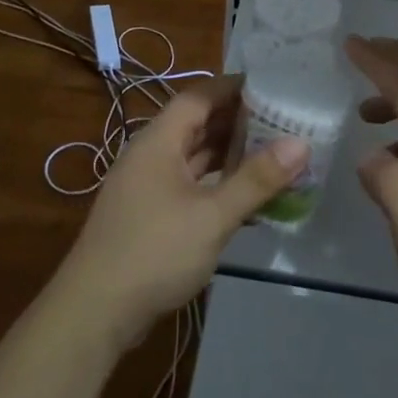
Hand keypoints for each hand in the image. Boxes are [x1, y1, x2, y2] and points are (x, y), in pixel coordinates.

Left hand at [53, 75, 307, 352]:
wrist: (96, 311)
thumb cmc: (155, 252)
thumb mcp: (213, 216)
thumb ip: (256, 179)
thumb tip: (301, 143)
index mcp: (158, 142)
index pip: (198, 96)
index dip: (233, 87)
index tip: (272, 85)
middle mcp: (150, 155)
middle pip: (196, 124)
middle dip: (237, 120)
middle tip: (283, 119)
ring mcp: (147, 185)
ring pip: (192, 155)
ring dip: (228, 152)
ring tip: (272, 151)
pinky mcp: (149, 213)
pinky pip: (188, 182)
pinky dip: (216, 181)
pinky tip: (244, 194)